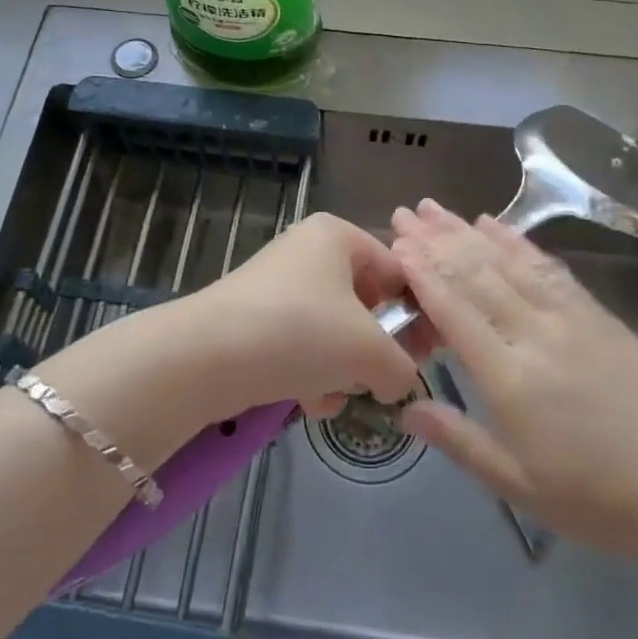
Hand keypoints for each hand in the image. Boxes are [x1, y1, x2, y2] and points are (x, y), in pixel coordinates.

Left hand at [177, 213, 422, 420]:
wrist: (206, 356)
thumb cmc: (301, 332)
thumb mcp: (369, 351)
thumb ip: (402, 368)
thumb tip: (399, 383)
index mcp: (338, 236)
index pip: (397, 270)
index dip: (419, 314)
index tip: (430, 356)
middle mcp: (308, 250)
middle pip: (365, 302)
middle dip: (375, 348)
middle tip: (385, 380)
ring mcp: (278, 283)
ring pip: (333, 329)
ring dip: (343, 369)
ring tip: (336, 394)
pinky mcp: (255, 317)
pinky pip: (301, 343)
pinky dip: (311, 373)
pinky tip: (308, 403)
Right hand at [390, 200, 637, 567]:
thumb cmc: (600, 499)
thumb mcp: (521, 486)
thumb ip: (460, 441)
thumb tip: (407, 408)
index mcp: (512, 378)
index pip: (456, 309)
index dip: (422, 272)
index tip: (396, 242)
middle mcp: (536, 333)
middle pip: (476, 275)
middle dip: (436, 239)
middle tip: (404, 212)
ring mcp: (570, 317)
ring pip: (508, 262)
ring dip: (467, 231)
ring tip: (436, 208)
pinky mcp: (596, 313)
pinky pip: (548, 267)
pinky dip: (516, 242)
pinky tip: (495, 225)